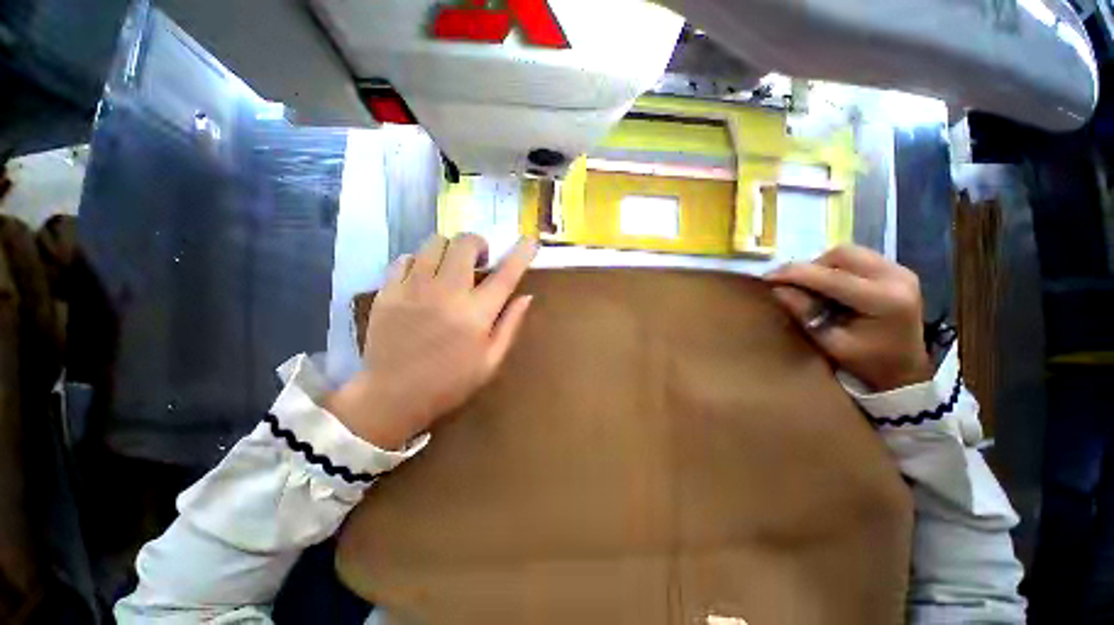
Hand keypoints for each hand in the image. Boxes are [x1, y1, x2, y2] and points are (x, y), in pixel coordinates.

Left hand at [325, 234, 537, 448]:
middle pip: (465, 244)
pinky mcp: (388, 291)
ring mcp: (413, 289)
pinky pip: (405, 258)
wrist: (393, 396)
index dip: (521, 253)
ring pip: (434, 243)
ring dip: (449, 249)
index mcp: (476, 314)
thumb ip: (511, 325)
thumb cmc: (450, 382)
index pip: (506, 274)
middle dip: (478, 243)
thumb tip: (527, 296)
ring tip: (450, 267)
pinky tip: (423, 278)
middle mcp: (447, 293)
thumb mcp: (491, 361)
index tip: (530, 240)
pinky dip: (419, 261)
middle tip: (479, 259)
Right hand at [765, 245, 933, 391]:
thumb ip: (805, 314)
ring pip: (849, 252)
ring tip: (811, 285)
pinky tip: (830, 284)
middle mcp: (896, 277)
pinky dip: (836, 267)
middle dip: (811, 267)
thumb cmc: (867, 363)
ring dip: (823, 265)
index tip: (767, 277)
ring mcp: (901, 271)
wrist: (906, 369)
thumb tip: (778, 289)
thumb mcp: (830, 343)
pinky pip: (859, 257)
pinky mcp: (898, 270)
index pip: (831, 277)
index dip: (795, 274)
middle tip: (794, 284)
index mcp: (884, 301)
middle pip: (843, 254)